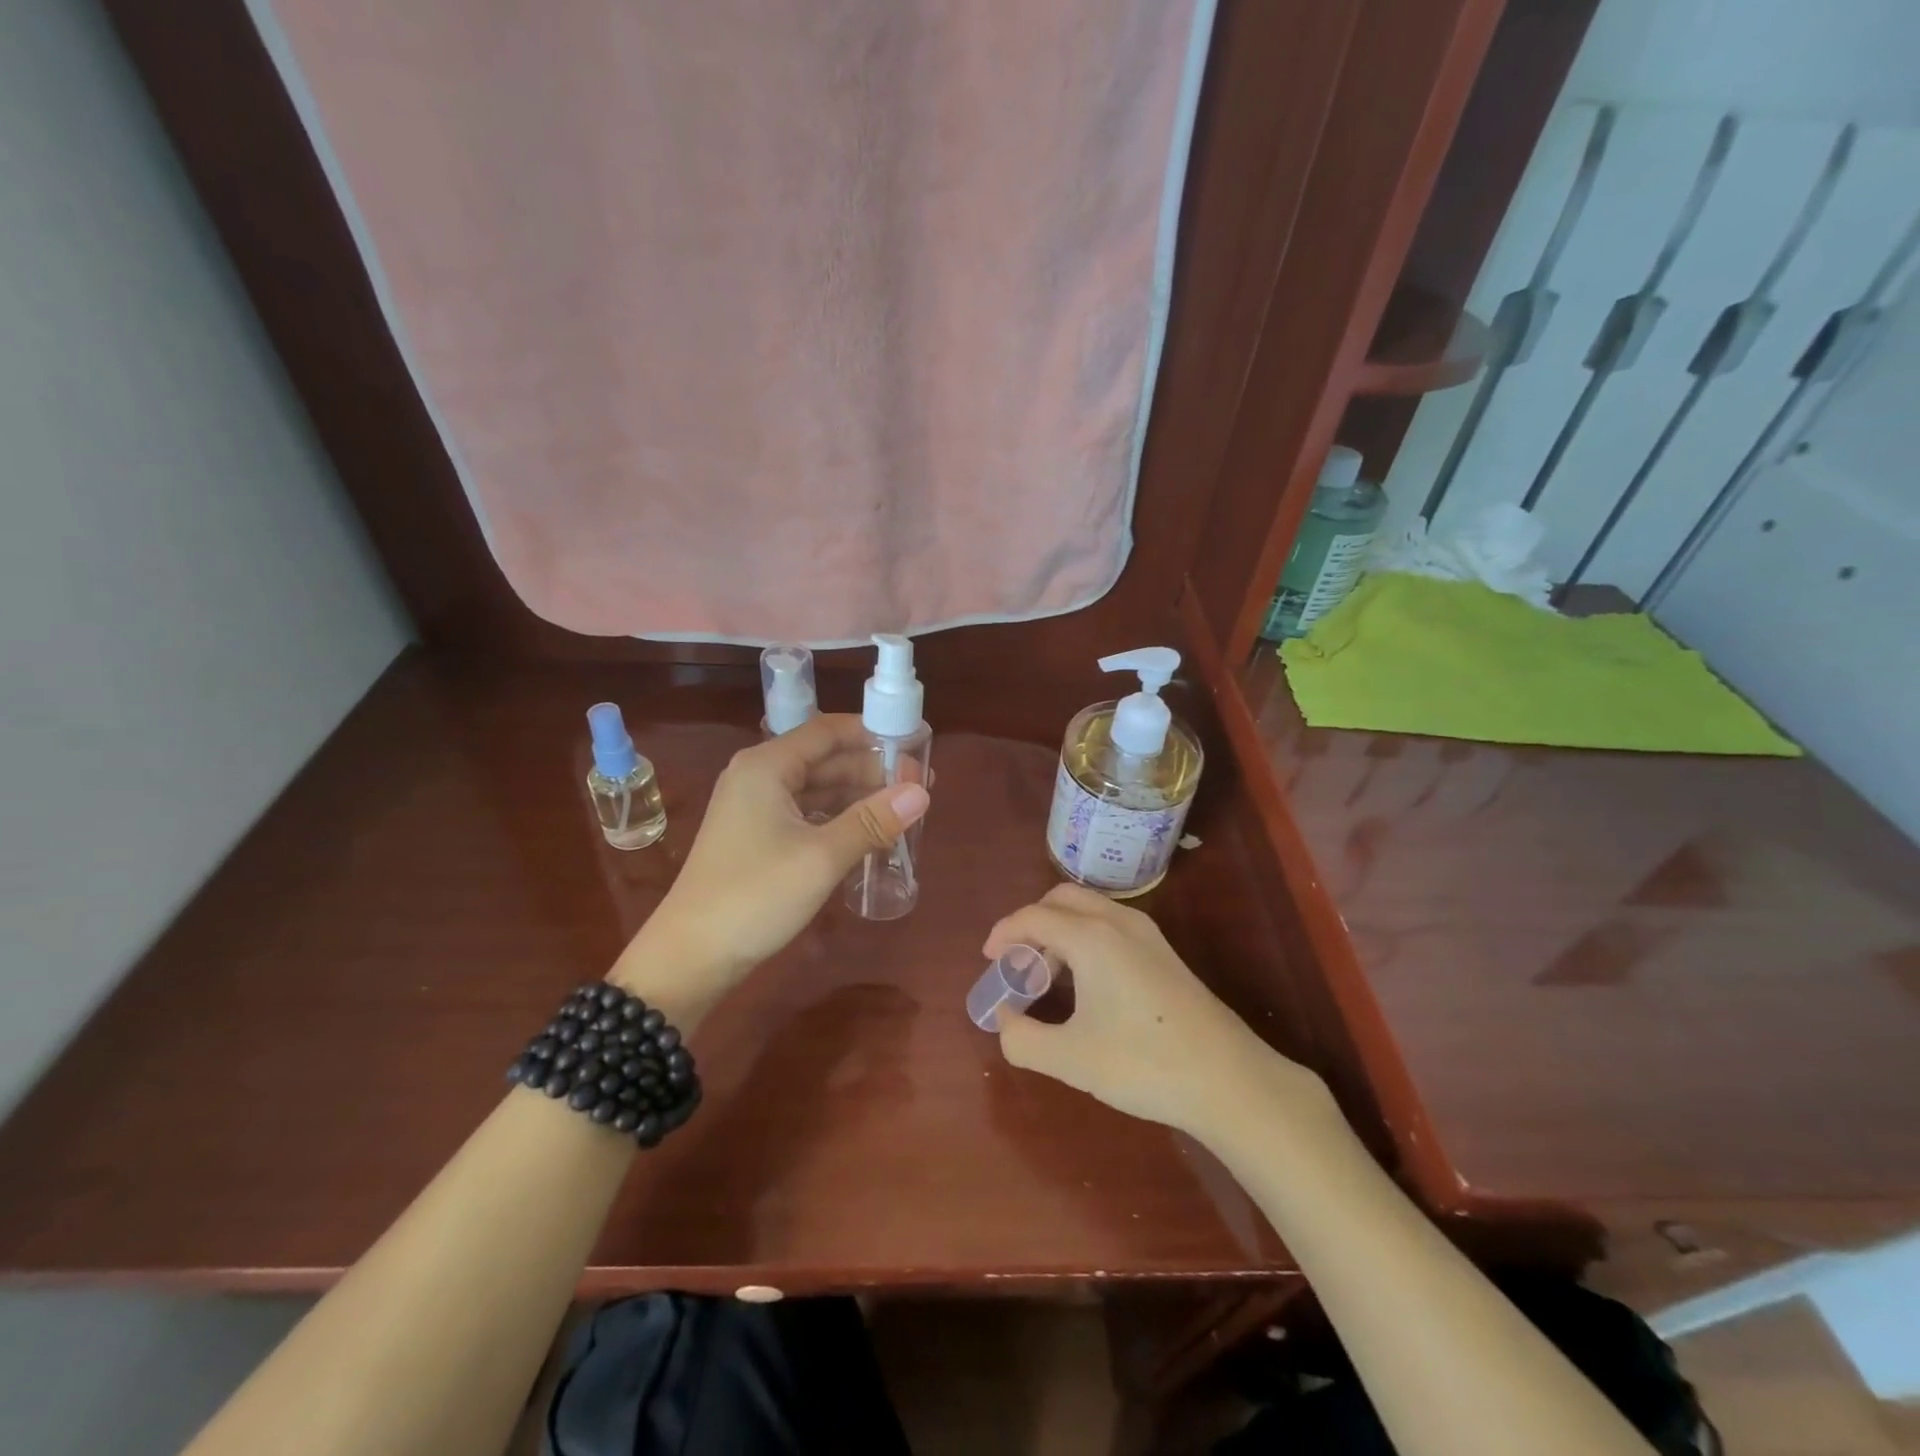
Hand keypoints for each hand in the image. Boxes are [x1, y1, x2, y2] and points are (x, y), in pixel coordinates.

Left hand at [612, 715, 928, 1011]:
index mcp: (767, 766)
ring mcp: (754, 808)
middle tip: (919, 787)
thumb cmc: (755, 896)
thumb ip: (873, 820)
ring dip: (858, 797)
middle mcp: (758, 777)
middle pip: (824, 759)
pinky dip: (837, 819)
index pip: (828, 731)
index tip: (915, 746)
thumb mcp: (821, 857)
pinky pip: (805, 815)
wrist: (690, 957)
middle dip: (871, 770)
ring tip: (903, 811)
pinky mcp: (756, 837)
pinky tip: (868, 834)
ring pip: (817, 789)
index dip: (873, 734)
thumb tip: (922, 792)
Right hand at [983, 884, 1319, 1137]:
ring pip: (1089, 909)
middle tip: (1017, 962)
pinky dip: (1085, 937)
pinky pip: (1111, 925)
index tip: (989, 960)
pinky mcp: (1164, 952)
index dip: (1004, 933)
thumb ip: (1022, 1039)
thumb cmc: (1143, 1064)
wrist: (1229, 1080)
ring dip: (1060, 929)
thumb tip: (1005, 1020)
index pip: (1033, 917)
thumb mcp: (1070, 1060)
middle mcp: (1118, 921)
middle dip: (1031, 922)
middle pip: (1062, 898)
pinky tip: (1086, 983)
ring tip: (1048, 976)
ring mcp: (1147, 934)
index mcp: (1092, 937)